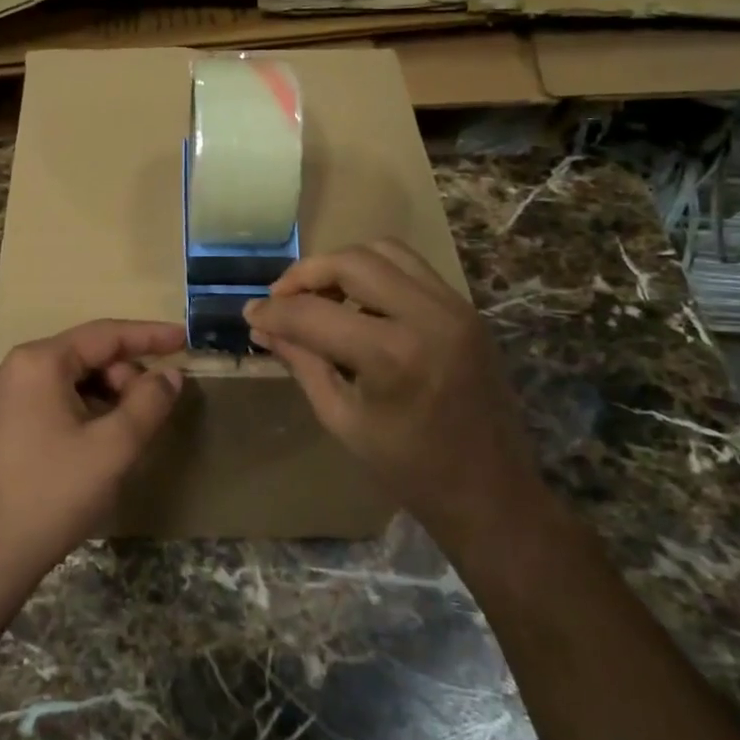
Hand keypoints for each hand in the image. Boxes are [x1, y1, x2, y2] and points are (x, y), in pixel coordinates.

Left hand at [0, 319, 185, 586]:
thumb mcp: (114, 447)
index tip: (183, 339)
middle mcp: (10, 369)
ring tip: (124, 431)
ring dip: (102, 396)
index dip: (148, 335)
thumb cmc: (54, 494)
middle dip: (123, 376)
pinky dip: (78, 409)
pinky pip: (45, 400)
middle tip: (150, 409)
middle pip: (83, 356)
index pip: (104, 335)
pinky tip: (93, 441)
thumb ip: (149, 402)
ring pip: (65, 380)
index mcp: (37, 362)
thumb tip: (169, 377)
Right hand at [244, 240, 543, 538]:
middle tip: (280, 299)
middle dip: (305, 274)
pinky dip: (374, 273)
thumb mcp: (341, 418)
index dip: (273, 311)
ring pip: (385, 250)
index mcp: (392, 356)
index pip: (314, 313)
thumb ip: (302, 362)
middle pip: (352, 261)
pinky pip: (411, 267)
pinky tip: (356, 303)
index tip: (249, 314)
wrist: (489, 489)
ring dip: (342, 264)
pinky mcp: (466, 308)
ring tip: (318, 295)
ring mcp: (454, 307)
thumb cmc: (408, 468)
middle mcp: (428, 316)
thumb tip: (262, 326)